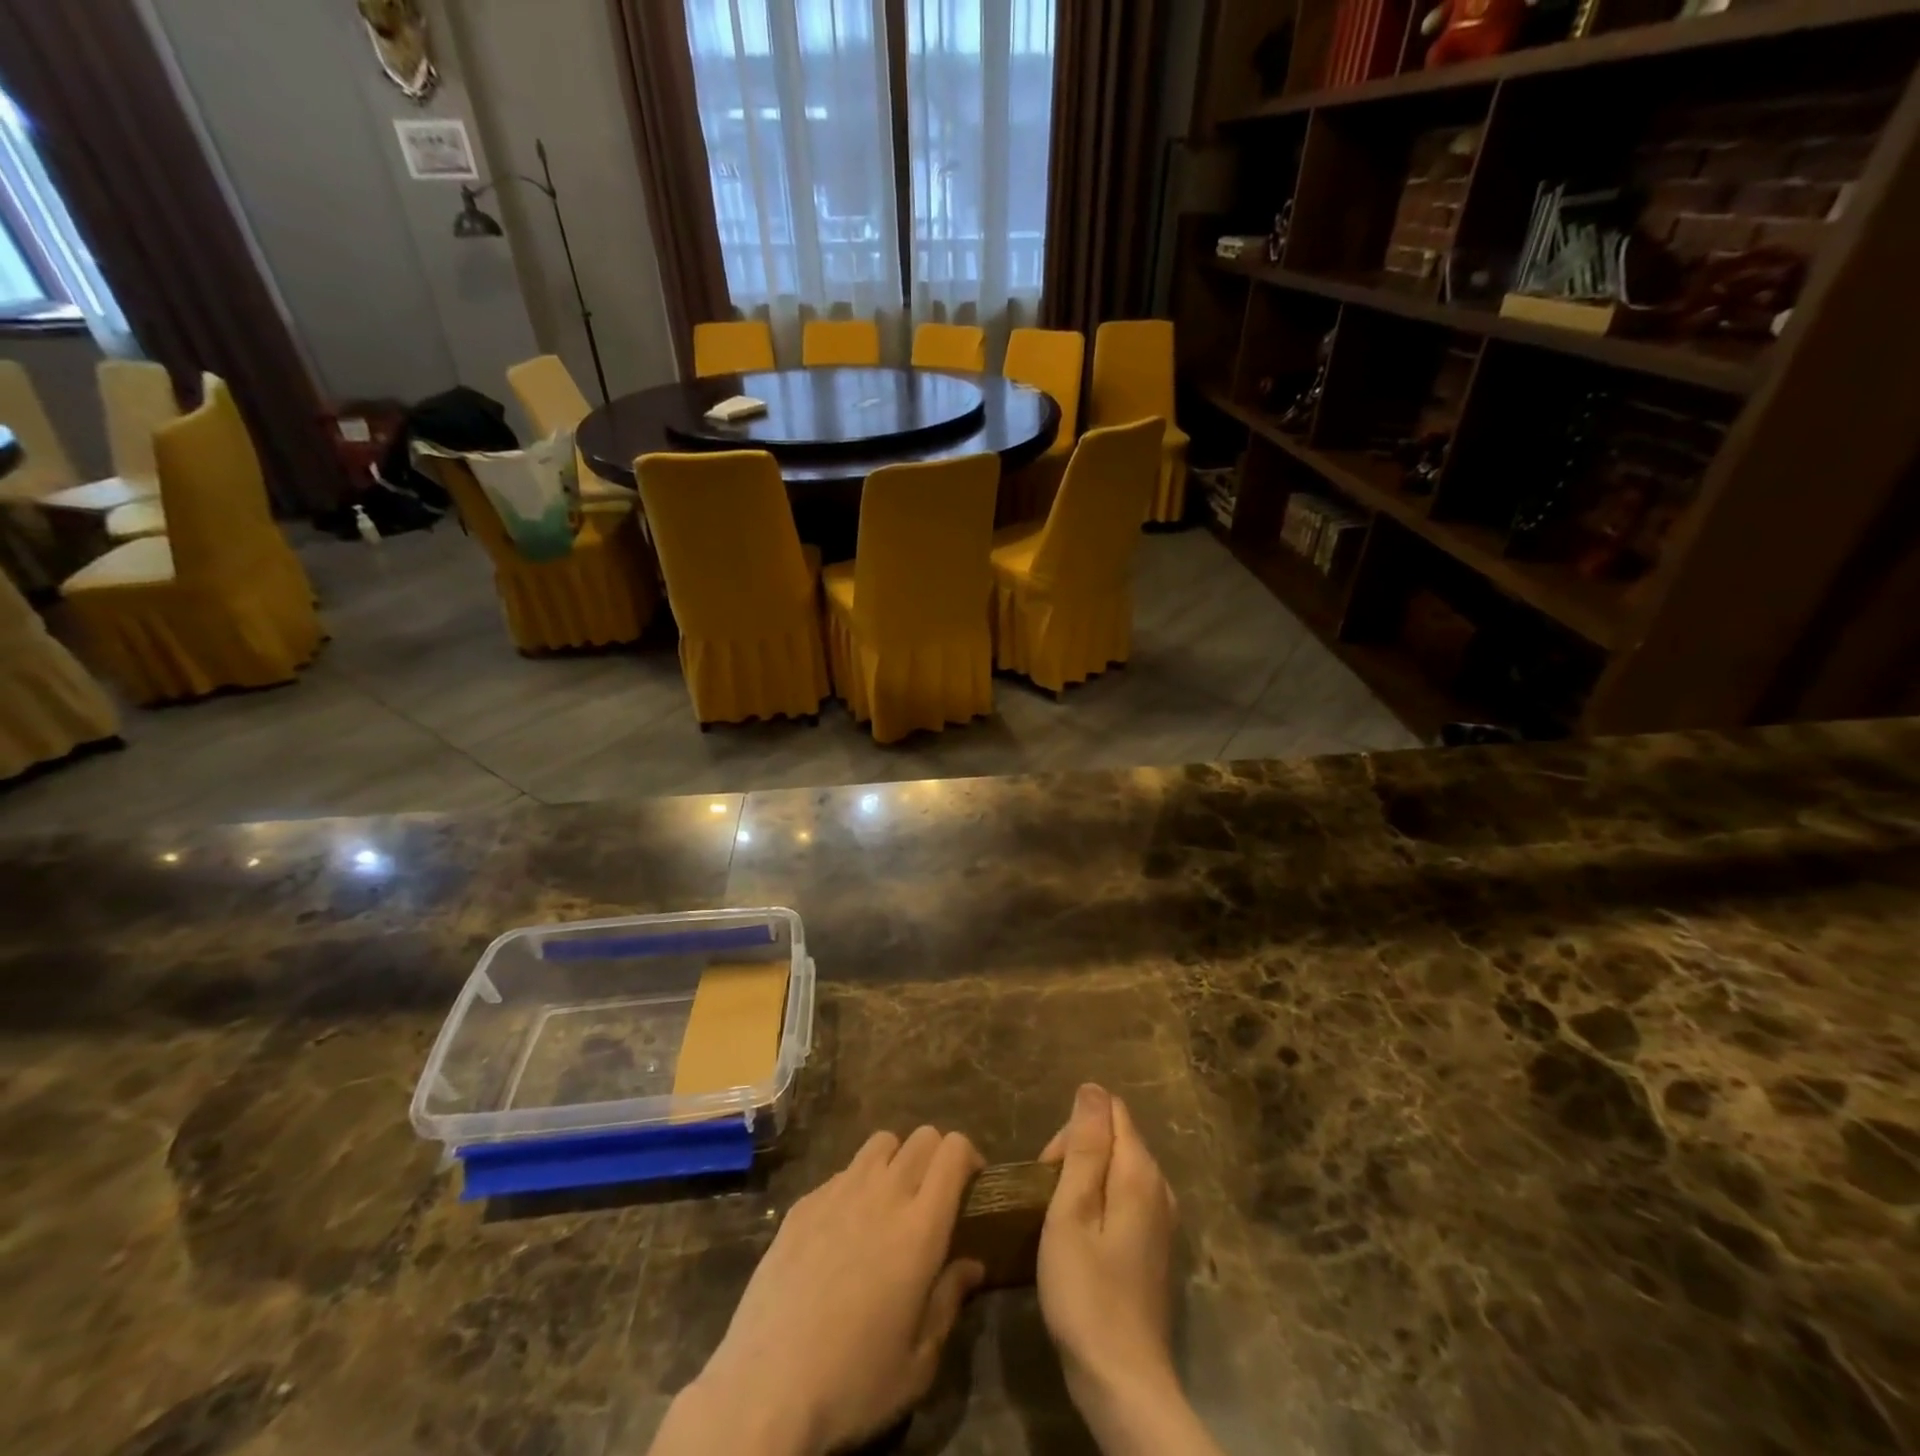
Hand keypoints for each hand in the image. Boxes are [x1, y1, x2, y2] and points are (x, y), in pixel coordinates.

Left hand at [652, 1127, 985, 1455]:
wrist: (765, 1389)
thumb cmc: (853, 1383)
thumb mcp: (918, 1362)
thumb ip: (949, 1301)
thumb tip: (971, 1265)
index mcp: (920, 1227)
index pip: (953, 1150)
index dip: (968, 1156)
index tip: (971, 1183)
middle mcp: (883, 1194)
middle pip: (921, 1137)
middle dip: (936, 1156)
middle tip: (934, 1195)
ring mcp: (838, 1192)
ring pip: (881, 1143)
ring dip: (896, 1160)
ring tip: (891, 1201)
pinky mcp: (803, 1203)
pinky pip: (842, 1172)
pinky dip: (856, 1185)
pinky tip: (844, 1230)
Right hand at [1039, 1085, 1216, 1455]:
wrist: (1123, 1382)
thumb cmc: (1086, 1292)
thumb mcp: (1072, 1212)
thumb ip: (1085, 1147)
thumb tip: (1092, 1089)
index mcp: (1140, 1172)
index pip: (1109, 1111)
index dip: (1073, 1132)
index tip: (1050, 1173)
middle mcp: (1160, 1187)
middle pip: (1114, 1138)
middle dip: (1076, 1155)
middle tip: (1048, 1204)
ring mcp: (1162, 1219)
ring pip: (1117, 1169)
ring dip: (1085, 1182)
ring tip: (1058, 1222)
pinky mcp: (1155, 1247)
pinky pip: (1124, 1199)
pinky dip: (1099, 1206)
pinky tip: (1080, 1241)